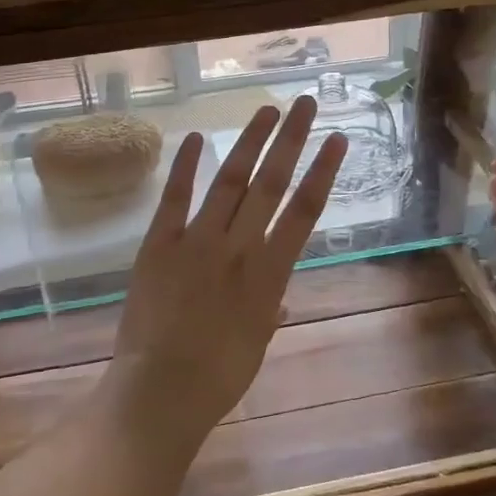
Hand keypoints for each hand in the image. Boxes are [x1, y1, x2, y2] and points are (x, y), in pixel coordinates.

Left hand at [110, 100, 345, 442]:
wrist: (159, 391)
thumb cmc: (218, 377)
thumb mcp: (256, 343)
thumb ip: (269, 310)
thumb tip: (280, 299)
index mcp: (270, 274)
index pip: (304, 211)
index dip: (323, 171)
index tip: (337, 140)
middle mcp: (238, 247)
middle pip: (271, 183)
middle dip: (292, 140)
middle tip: (306, 104)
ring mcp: (196, 241)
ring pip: (229, 180)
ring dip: (249, 141)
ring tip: (267, 110)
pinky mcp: (159, 244)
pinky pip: (174, 198)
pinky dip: (184, 166)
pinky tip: (194, 137)